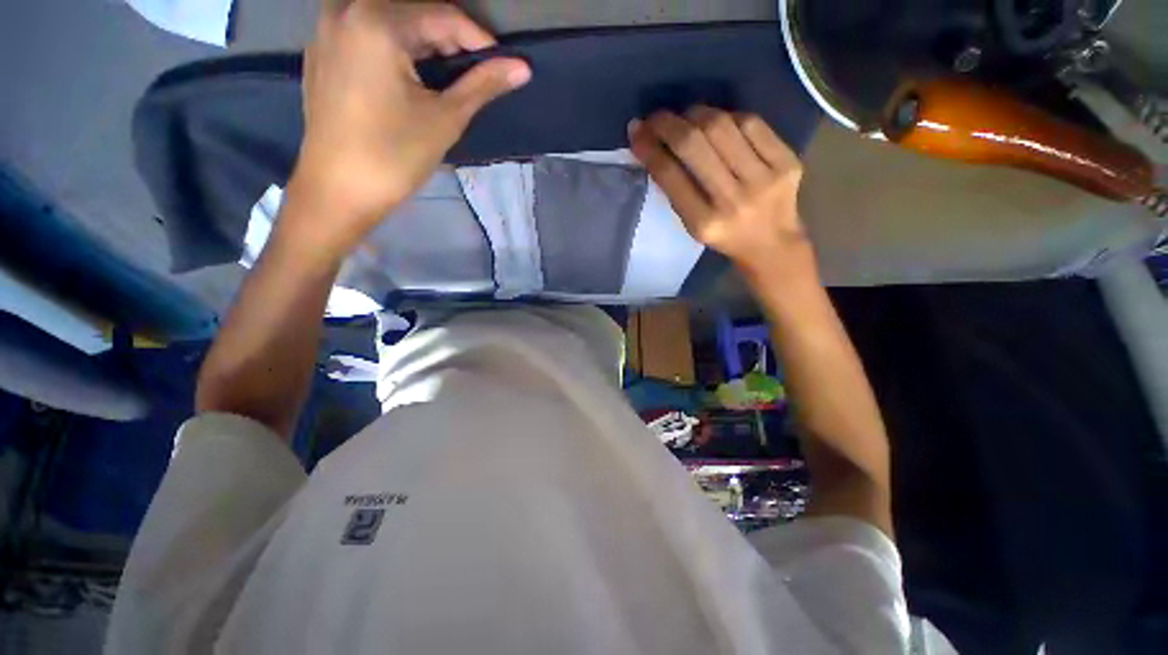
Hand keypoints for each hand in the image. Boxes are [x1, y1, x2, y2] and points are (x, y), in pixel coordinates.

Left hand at [287, 0, 530, 253]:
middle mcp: (346, 10)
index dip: (480, 39)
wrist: (339, 190)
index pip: (443, 15)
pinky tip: (412, 76)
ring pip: (391, 21)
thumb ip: (483, 85)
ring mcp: (327, 29)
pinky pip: (367, 33)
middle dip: (451, 40)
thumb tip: (522, 68)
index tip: (503, 64)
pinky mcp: (321, 51)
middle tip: (477, 72)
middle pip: (415, 12)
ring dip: (425, 43)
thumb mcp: (445, 118)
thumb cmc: (395, 156)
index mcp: (377, 21)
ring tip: (449, 76)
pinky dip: (397, 48)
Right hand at [628, 107, 813, 279]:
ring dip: (695, 114)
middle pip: (694, 144)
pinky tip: (718, 121)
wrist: (772, 245)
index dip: (650, 149)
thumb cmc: (724, 237)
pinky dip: (728, 117)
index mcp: (704, 222)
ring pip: (722, 127)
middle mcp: (733, 200)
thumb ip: (676, 192)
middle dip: (667, 124)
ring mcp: (764, 178)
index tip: (636, 132)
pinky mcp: (787, 162)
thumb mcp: (692, 226)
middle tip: (654, 117)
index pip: (671, 176)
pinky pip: (752, 124)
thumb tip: (654, 148)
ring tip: (684, 117)